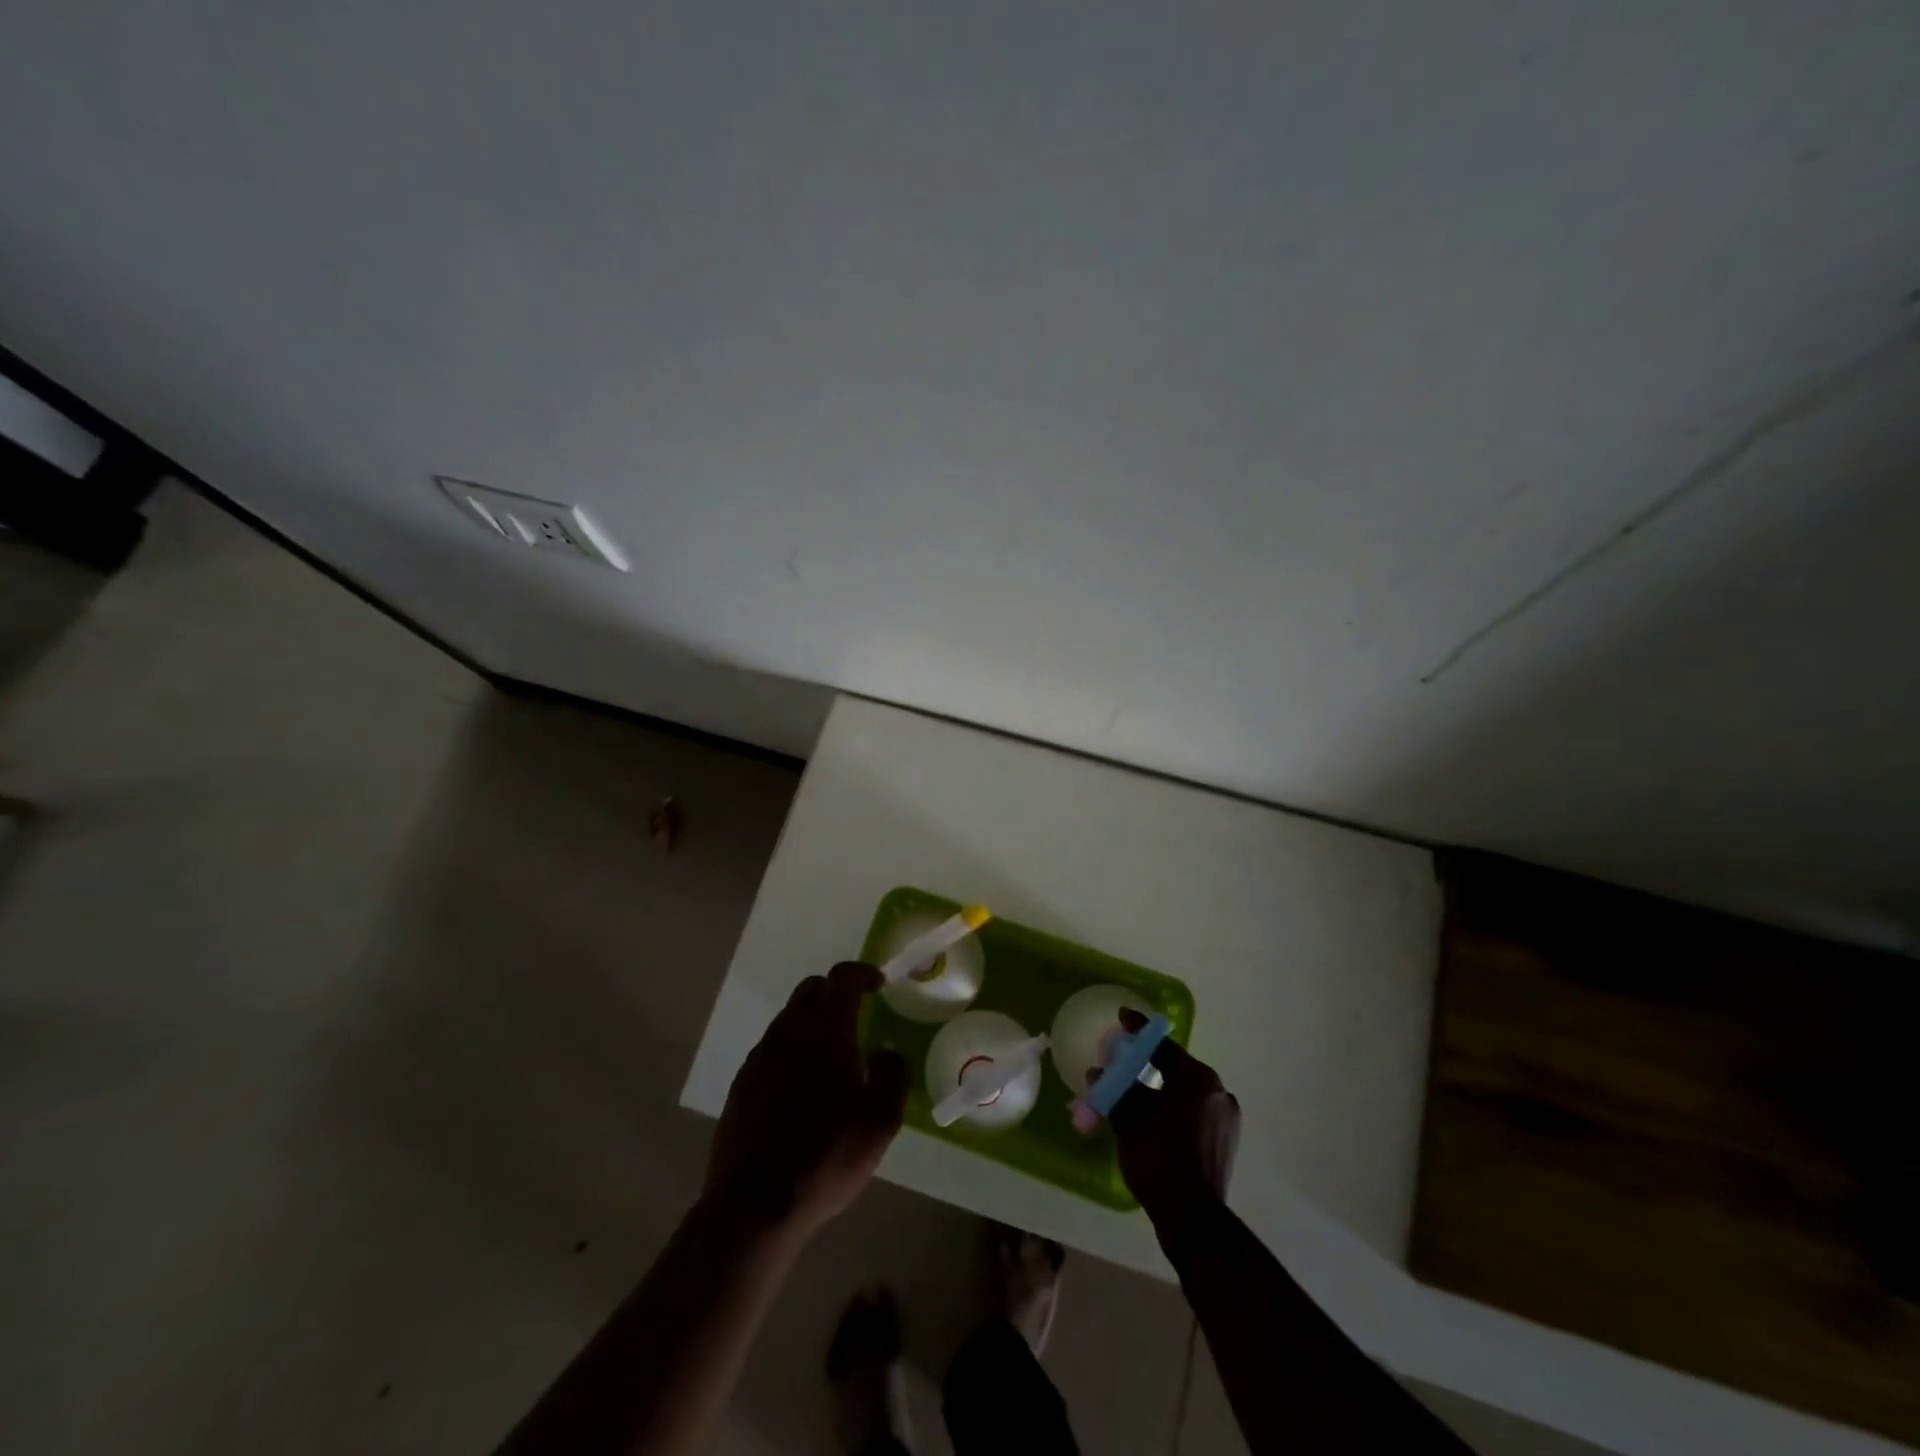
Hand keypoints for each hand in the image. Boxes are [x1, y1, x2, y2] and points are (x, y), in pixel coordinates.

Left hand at [704, 962, 908, 1238]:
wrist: (753, 1206)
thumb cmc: (824, 1160)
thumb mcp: (879, 1124)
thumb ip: (892, 1077)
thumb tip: (886, 1052)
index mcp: (827, 1034)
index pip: (842, 978)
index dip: (862, 973)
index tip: (879, 984)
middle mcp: (789, 1033)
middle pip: (810, 990)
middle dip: (835, 991)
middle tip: (856, 1013)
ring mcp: (760, 1057)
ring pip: (788, 1016)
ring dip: (811, 1019)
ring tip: (830, 1052)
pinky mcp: (741, 1083)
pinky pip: (771, 1047)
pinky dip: (791, 1047)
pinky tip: (800, 1083)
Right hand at [1108, 1009, 1239, 1243]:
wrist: (1193, 1219)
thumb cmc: (1159, 1161)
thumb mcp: (1130, 1121)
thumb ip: (1116, 1090)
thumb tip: (1099, 1072)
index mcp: (1197, 1080)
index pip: (1163, 1046)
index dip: (1139, 1031)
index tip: (1123, 1017)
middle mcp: (1217, 1091)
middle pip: (1176, 1067)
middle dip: (1148, 1062)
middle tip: (1122, 1059)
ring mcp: (1225, 1116)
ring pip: (1185, 1090)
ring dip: (1159, 1087)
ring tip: (1134, 1090)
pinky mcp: (1225, 1137)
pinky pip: (1194, 1109)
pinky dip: (1173, 1105)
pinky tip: (1153, 1114)